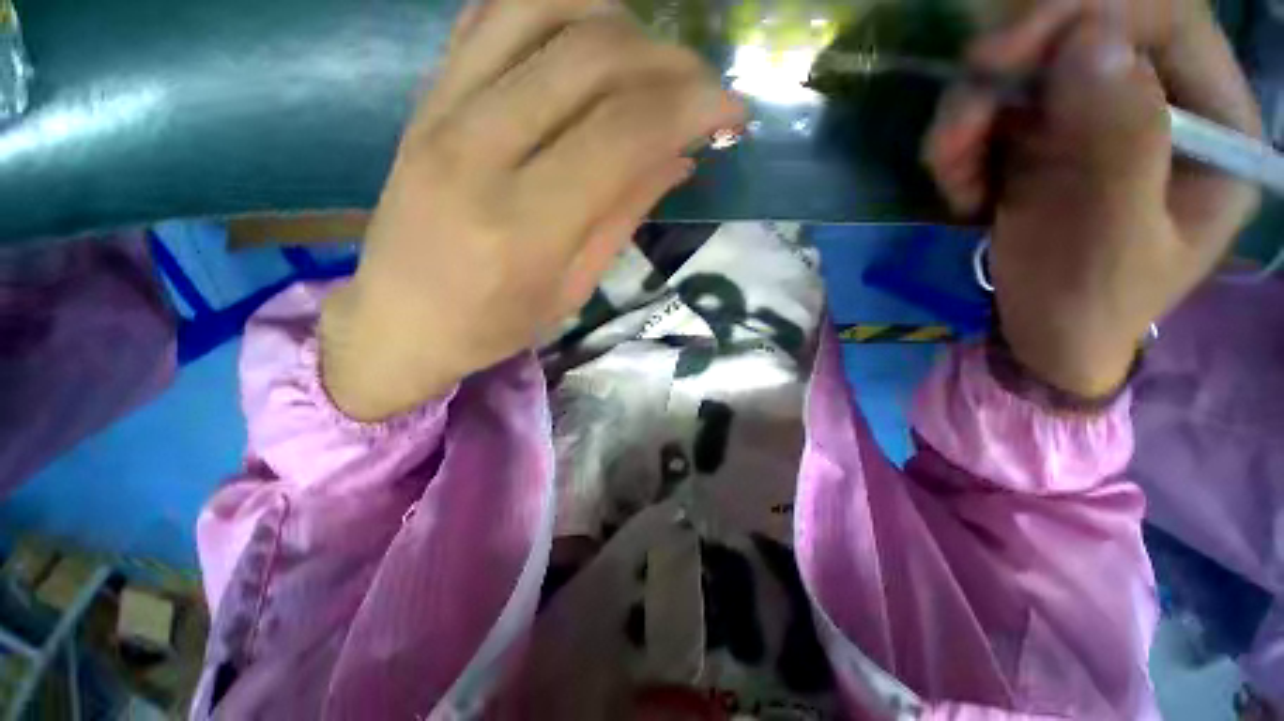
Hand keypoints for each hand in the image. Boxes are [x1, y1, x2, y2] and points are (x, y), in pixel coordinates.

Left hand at [320, 0, 744, 420]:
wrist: (399, 319)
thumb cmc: (493, 324)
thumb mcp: (573, 289)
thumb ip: (623, 216)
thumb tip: (679, 157)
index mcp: (526, 227)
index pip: (623, 134)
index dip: (691, 107)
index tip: (732, 109)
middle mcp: (481, 152)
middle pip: (591, 60)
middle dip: (668, 62)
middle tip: (703, 87)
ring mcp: (443, 112)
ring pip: (542, 12)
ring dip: (618, 22)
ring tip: (653, 60)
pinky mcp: (426, 97)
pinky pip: (492, 15)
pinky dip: (554, 4)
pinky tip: (589, 33)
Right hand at [924, 0, 1260, 397]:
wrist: (1045, 335)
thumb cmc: (1091, 304)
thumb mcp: (1113, 240)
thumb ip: (1120, 146)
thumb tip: (1092, 44)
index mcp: (1214, 124)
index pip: (1163, 20)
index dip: (1086, 14)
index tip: (1004, 53)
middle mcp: (1158, 101)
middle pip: (1085, 31)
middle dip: (1011, 67)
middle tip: (959, 120)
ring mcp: (1095, 115)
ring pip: (1026, 70)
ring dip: (970, 117)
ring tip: (951, 178)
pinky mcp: (1045, 135)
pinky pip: (992, 112)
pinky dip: (960, 146)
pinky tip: (959, 191)